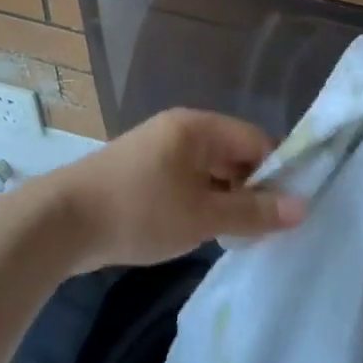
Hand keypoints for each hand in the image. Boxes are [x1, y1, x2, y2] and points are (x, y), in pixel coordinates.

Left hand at [43, 109, 304, 271]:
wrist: (61, 222)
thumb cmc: (140, 212)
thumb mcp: (203, 216)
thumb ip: (253, 212)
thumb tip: (302, 208)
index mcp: (199, 127)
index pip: (256, 140)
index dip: (276, 173)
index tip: (286, 211)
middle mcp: (180, 129)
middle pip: (232, 153)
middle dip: (251, 189)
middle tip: (263, 229)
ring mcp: (157, 148)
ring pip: (209, 170)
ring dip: (224, 198)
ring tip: (235, 235)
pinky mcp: (141, 170)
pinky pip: (185, 179)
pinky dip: (199, 201)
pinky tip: (201, 230)